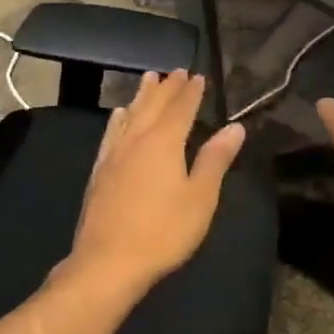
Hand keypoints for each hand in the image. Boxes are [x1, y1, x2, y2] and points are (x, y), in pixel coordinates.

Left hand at [67, 70, 245, 296]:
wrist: (107, 262)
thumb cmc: (163, 231)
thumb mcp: (200, 197)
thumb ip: (216, 159)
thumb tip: (235, 128)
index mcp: (164, 142)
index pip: (181, 108)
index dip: (191, 92)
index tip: (197, 76)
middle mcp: (137, 140)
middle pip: (153, 106)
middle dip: (167, 88)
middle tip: (175, 71)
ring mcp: (114, 155)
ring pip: (130, 115)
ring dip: (141, 96)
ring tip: (148, 79)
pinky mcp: (99, 172)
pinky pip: (111, 134)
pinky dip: (118, 119)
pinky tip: (118, 117)